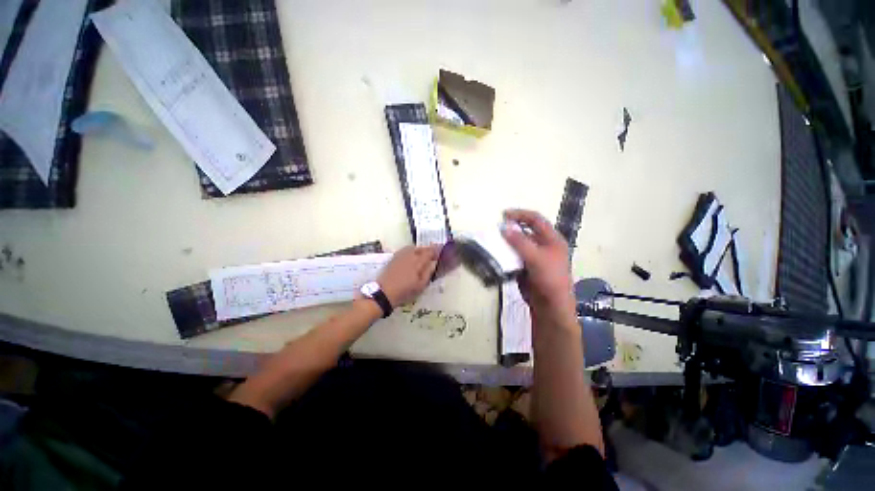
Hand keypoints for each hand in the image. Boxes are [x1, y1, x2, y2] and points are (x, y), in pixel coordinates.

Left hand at [377, 245, 439, 307]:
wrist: (383, 293)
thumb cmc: (404, 291)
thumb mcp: (420, 286)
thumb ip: (428, 273)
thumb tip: (433, 264)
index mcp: (418, 262)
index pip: (430, 252)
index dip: (437, 250)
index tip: (442, 250)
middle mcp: (409, 255)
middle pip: (421, 248)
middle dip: (429, 249)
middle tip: (434, 254)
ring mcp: (400, 256)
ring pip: (412, 248)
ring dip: (420, 249)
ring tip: (423, 255)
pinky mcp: (393, 258)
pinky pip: (405, 250)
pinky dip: (411, 251)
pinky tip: (411, 257)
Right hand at [502, 209, 575, 322]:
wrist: (550, 306)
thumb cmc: (549, 278)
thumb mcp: (536, 257)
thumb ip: (520, 241)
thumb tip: (505, 227)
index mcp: (552, 239)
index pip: (536, 219)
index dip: (520, 214)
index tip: (503, 215)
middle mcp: (543, 245)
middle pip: (526, 231)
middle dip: (511, 229)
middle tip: (496, 229)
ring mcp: (534, 256)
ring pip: (518, 244)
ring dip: (506, 242)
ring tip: (493, 241)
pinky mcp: (526, 267)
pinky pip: (514, 256)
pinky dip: (505, 254)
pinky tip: (496, 254)